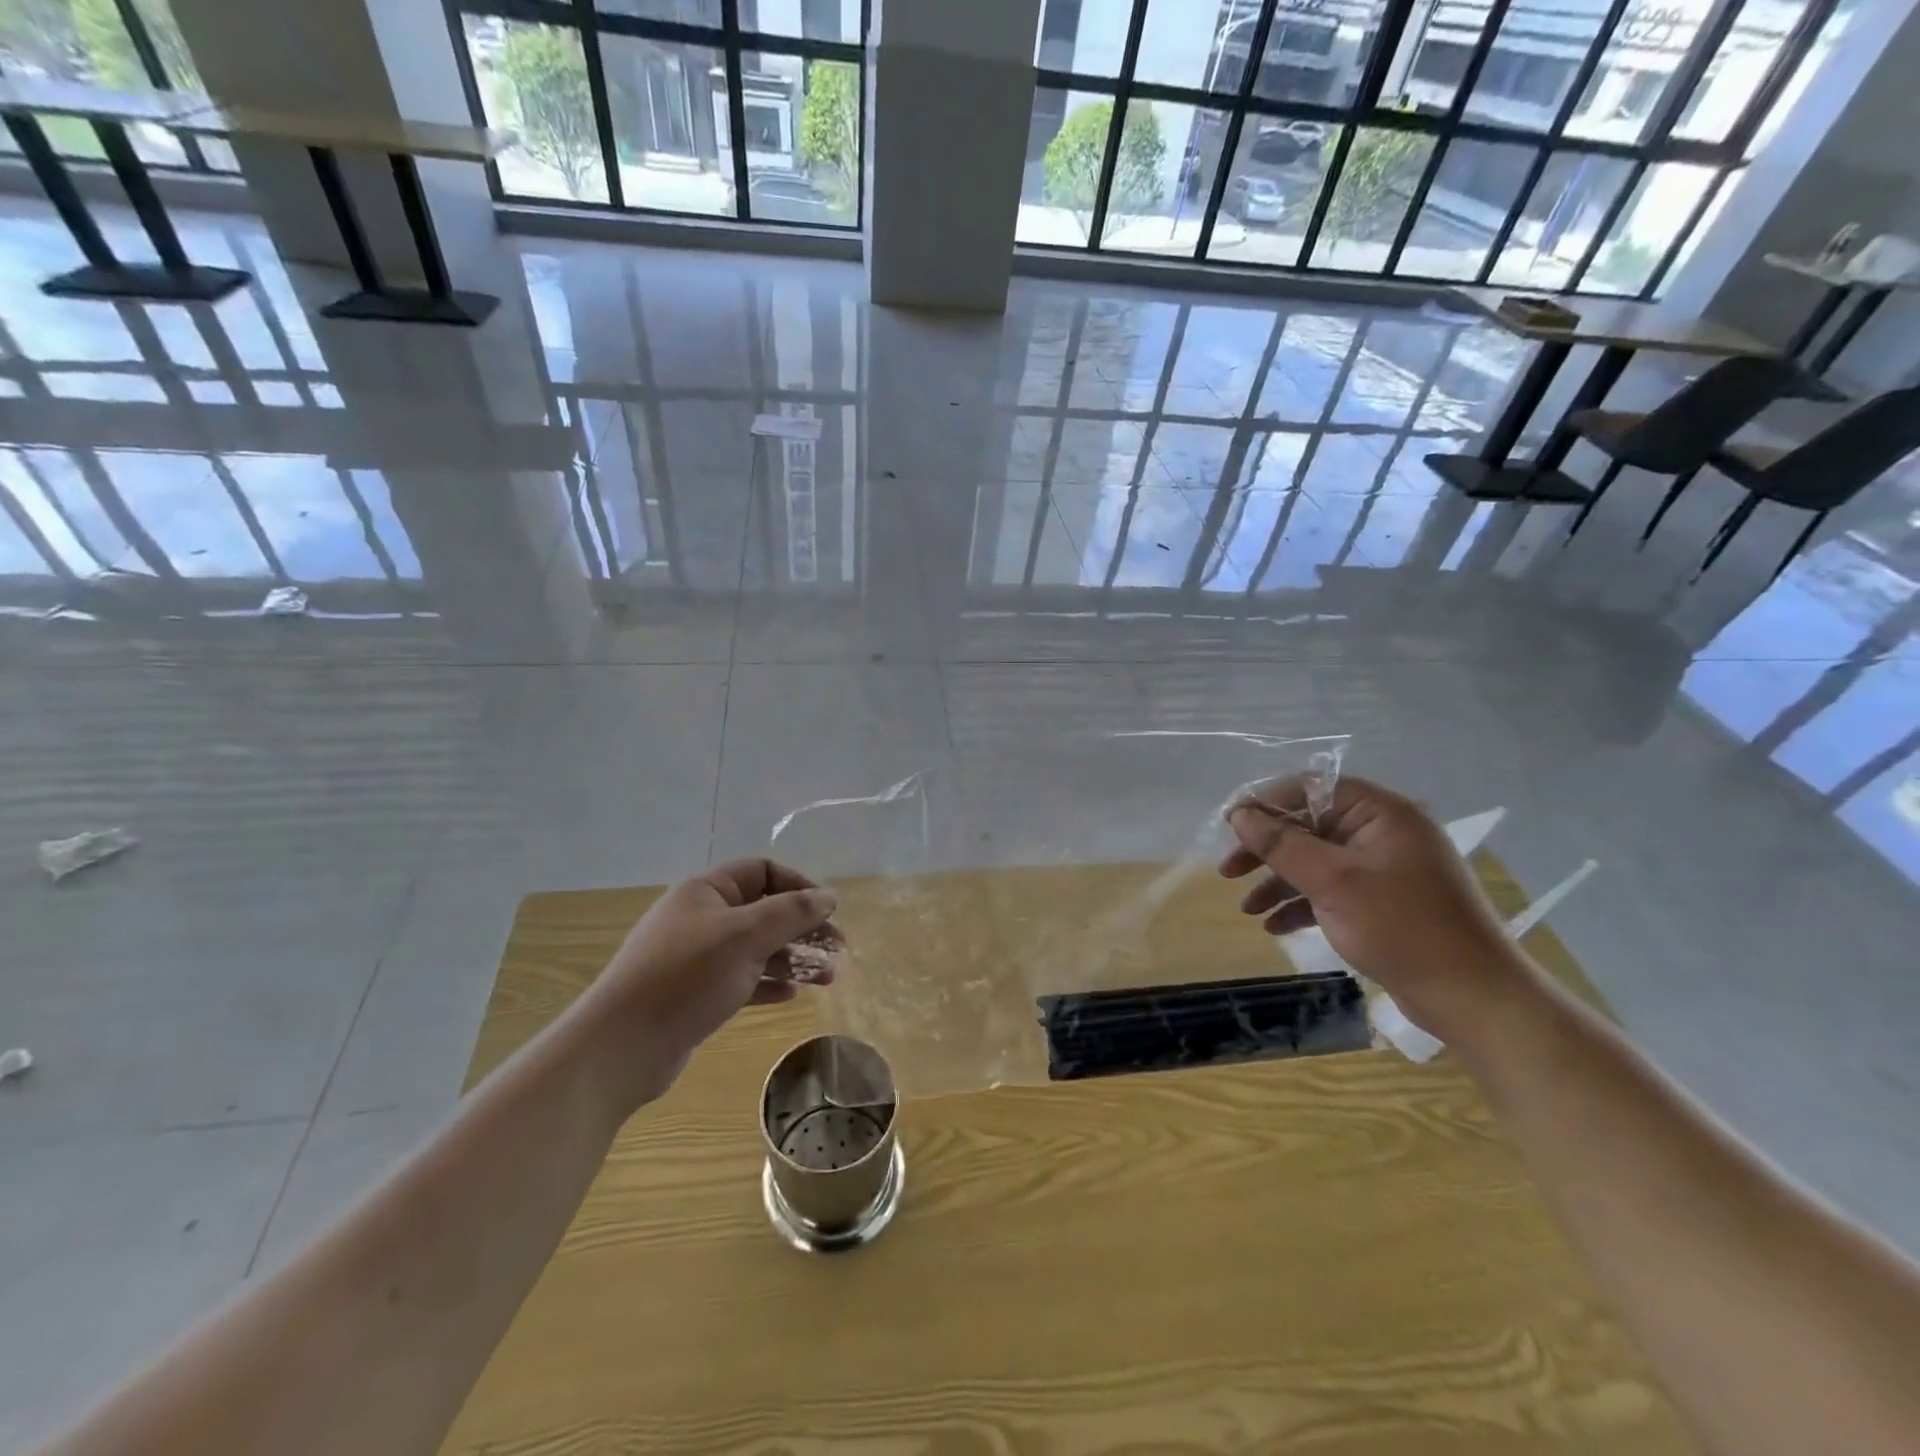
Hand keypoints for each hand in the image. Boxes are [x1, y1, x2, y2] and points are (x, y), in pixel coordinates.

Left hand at [579, 859, 839, 1106]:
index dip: (799, 885)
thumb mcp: (745, 937)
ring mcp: (697, 957)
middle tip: (838, 949)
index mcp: (707, 891)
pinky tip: (792, 995)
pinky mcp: (695, 993)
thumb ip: (791, 913)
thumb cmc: (686, 977)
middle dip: (803, 927)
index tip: (829, 910)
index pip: (763, 871)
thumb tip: (829, 895)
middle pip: (764, 910)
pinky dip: (769, 983)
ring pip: (757, 947)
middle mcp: (701, 917)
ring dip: (793, 958)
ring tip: (828, 978)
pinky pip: (742, 978)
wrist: (621, 1047)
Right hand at [1218, 775, 1534, 1039]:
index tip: (1230, 829)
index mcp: (1380, 813)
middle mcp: (1383, 832)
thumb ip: (1282, 845)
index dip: (1266, 805)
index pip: (1310, 789)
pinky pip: (1332, 889)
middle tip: (1228, 872)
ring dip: (1279, 882)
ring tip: (1247, 909)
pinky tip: (1275, 926)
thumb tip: (1240, 815)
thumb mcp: (1332, 882)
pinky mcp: (1384, 900)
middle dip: (1266, 850)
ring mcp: (1385, 867)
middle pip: (1309, 826)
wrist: (1473, 997)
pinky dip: (1303, 903)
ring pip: (1316, 861)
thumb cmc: (1401, 928)